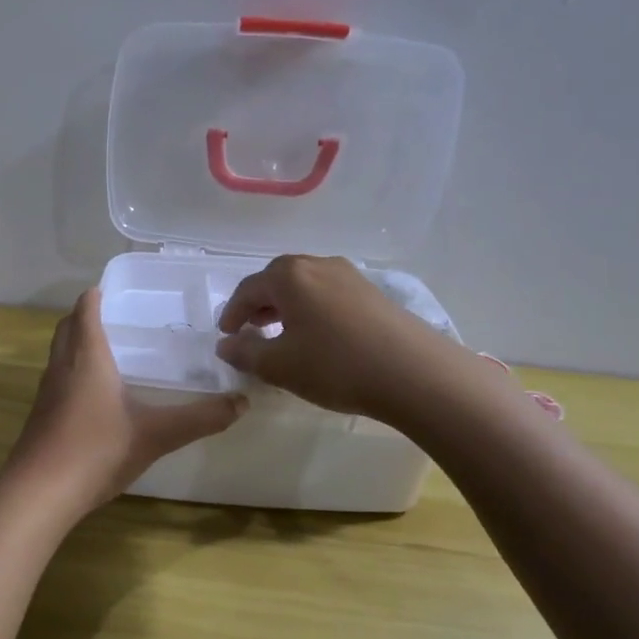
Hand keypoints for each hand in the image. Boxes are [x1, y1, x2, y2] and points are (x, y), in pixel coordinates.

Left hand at [6, 289, 247, 517]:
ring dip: (76, 345)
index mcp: (87, 358)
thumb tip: (241, 402)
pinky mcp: (40, 418)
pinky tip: (93, 398)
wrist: (39, 493)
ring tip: (107, 353)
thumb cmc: (97, 450)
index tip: (114, 289)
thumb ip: (200, 418)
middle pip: (66, 327)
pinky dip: (72, 374)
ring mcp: (46, 393)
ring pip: (59, 355)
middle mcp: (62, 367)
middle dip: (85, 317)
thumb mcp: (156, 434)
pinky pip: (57, 381)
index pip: (86, 310)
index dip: (97, 296)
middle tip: (115, 318)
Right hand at [214, 254, 450, 420]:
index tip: (226, 335)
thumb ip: (245, 352)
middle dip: (259, 304)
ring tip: (282, 333)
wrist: (413, 373)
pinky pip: (328, 294)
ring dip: (287, 306)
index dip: (232, 313)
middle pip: (277, 279)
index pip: (248, 289)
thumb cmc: (335, 365)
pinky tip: (318, 336)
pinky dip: (312, 309)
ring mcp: (349, 275)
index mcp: (289, 276)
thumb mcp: (279, 366)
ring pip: (305, 285)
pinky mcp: (372, 292)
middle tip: (251, 329)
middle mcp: (318, 265)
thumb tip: (226, 344)